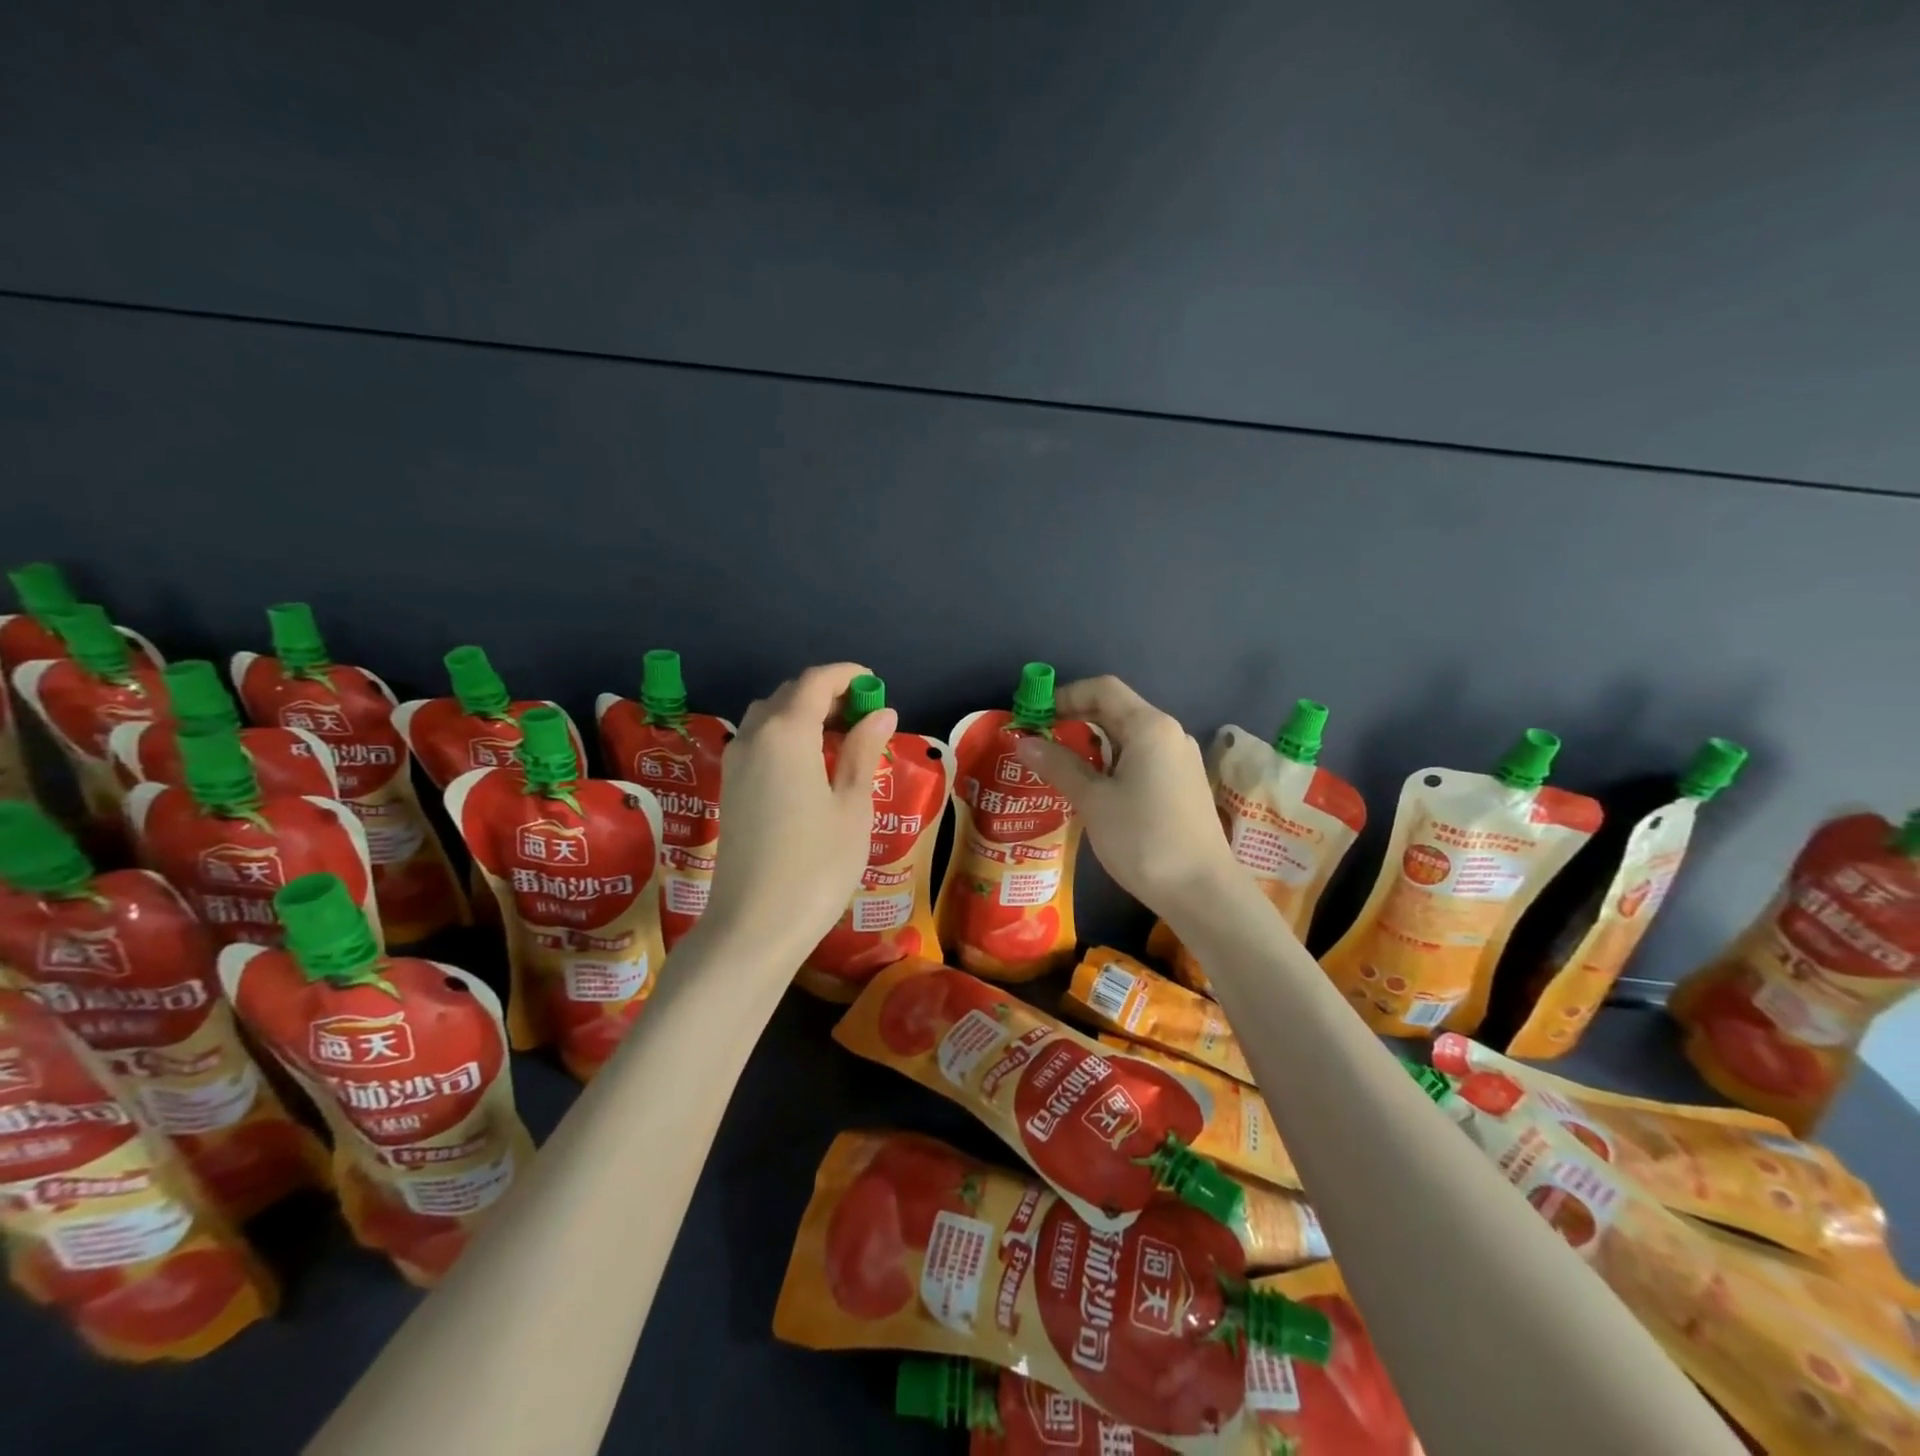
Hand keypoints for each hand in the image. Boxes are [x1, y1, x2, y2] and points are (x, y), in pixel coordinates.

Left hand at [696, 663, 896, 967]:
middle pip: (789, 694)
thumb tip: (881, 712)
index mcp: (787, 734)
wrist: (753, 927)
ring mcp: (735, 764)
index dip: (848, 675)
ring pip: (768, 716)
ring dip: (803, 713)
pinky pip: (758, 742)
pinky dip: (786, 735)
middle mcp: (753, 738)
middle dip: (827, 693)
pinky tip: (810, 765)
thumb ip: (863, 751)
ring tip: (840, 738)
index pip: (816, 682)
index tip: (876, 685)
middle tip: (865, 715)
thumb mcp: (852, 807)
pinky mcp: (729, 789)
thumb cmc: (816, 866)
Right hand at [1014, 675, 1242, 922]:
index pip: (1102, 689)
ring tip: (1057, 766)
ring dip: (1091, 744)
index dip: (1065, 696)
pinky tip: (1091, 788)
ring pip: (1127, 737)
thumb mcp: (1093, 801)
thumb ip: (1058, 766)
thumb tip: (1023, 741)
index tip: (1034, 717)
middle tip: (1038, 742)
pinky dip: (1110, 763)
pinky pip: (1140, 759)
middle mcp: (1169, 734)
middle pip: (1116, 710)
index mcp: (1150, 727)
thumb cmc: (1143, 839)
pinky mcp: (1181, 784)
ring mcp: (1179, 760)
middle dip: (1074, 720)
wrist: (1202, 891)